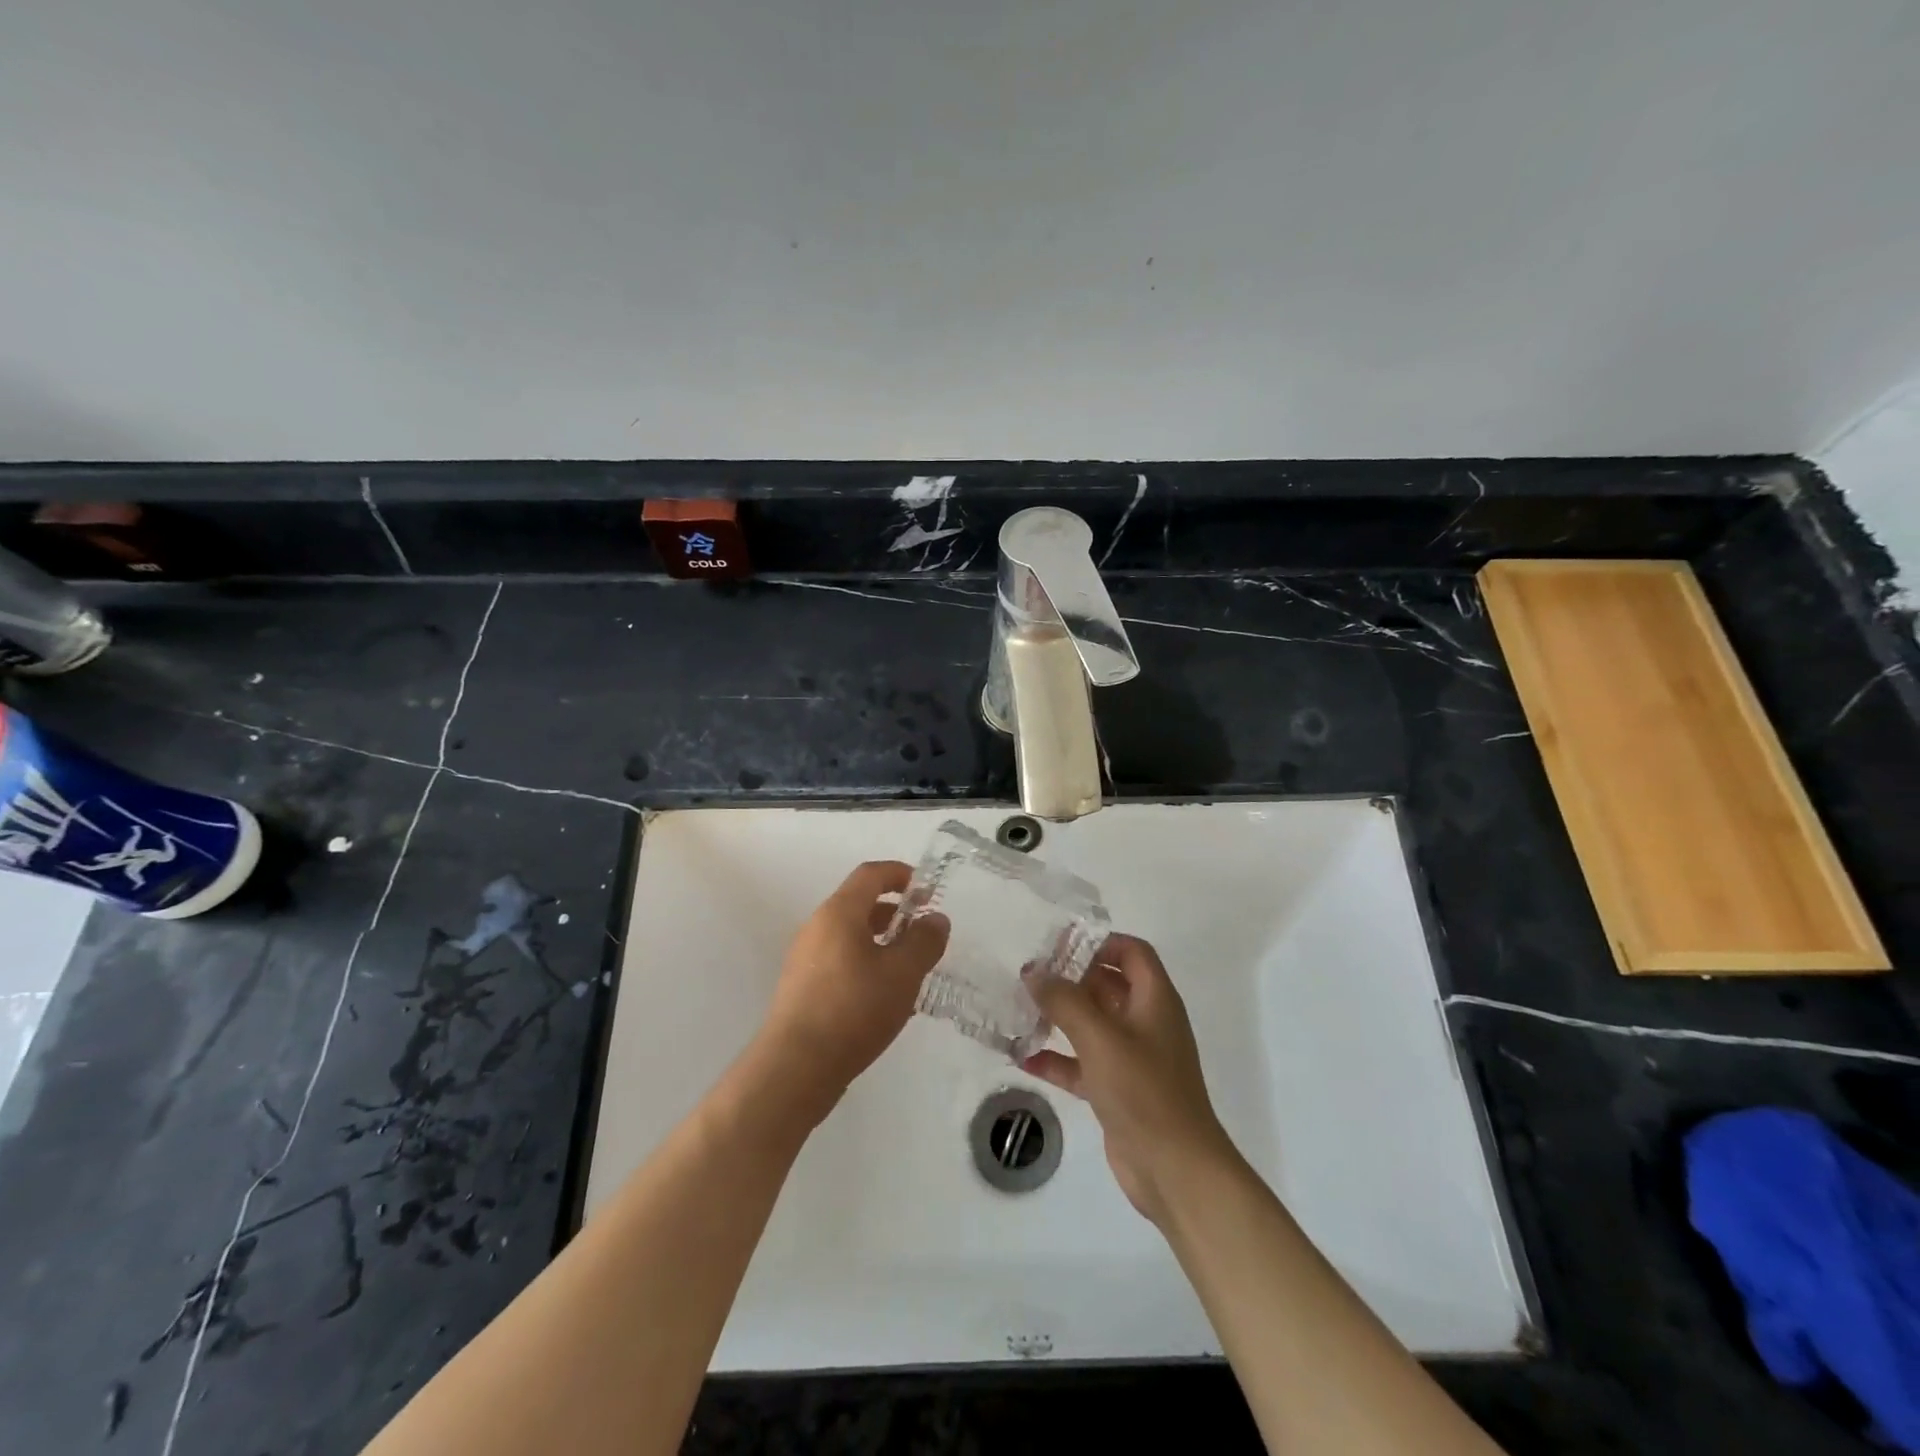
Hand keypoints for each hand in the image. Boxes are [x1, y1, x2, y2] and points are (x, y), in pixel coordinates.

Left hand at [757, 861, 948, 1113]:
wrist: (795, 1067)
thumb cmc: (854, 1009)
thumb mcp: (902, 973)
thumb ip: (924, 941)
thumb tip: (935, 918)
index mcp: (839, 913)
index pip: (871, 874)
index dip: (900, 874)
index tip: (926, 890)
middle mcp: (817, 927)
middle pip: (858, 903)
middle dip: (894, 911)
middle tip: (923, 932)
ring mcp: (805, 958)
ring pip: (849, 934)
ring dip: (881, 940)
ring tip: (908, 967)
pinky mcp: (801, 987)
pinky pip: (839, 959)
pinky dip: (865, 962)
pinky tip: (883, 995)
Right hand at [1022, 934, 1239, 1226]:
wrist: (1176, 1171)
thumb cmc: (1144, 1091)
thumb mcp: (1100, 1038)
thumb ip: (1065, 1000)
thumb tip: (1033, 972)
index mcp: (1154, 1000)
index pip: (1131, 952)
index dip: (1100, 941)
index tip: (1059, 943)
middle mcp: (1146, 1022)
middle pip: (1108, 985)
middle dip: (1070, 977)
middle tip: (1028, 973)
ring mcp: (1132, 1058)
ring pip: (1092, 1024)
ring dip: (1059, 1017)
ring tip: (1019, 1008)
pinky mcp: (1117, 1090)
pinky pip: (1082, 1063)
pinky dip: (1057, 1058)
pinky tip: (1023, 1057)